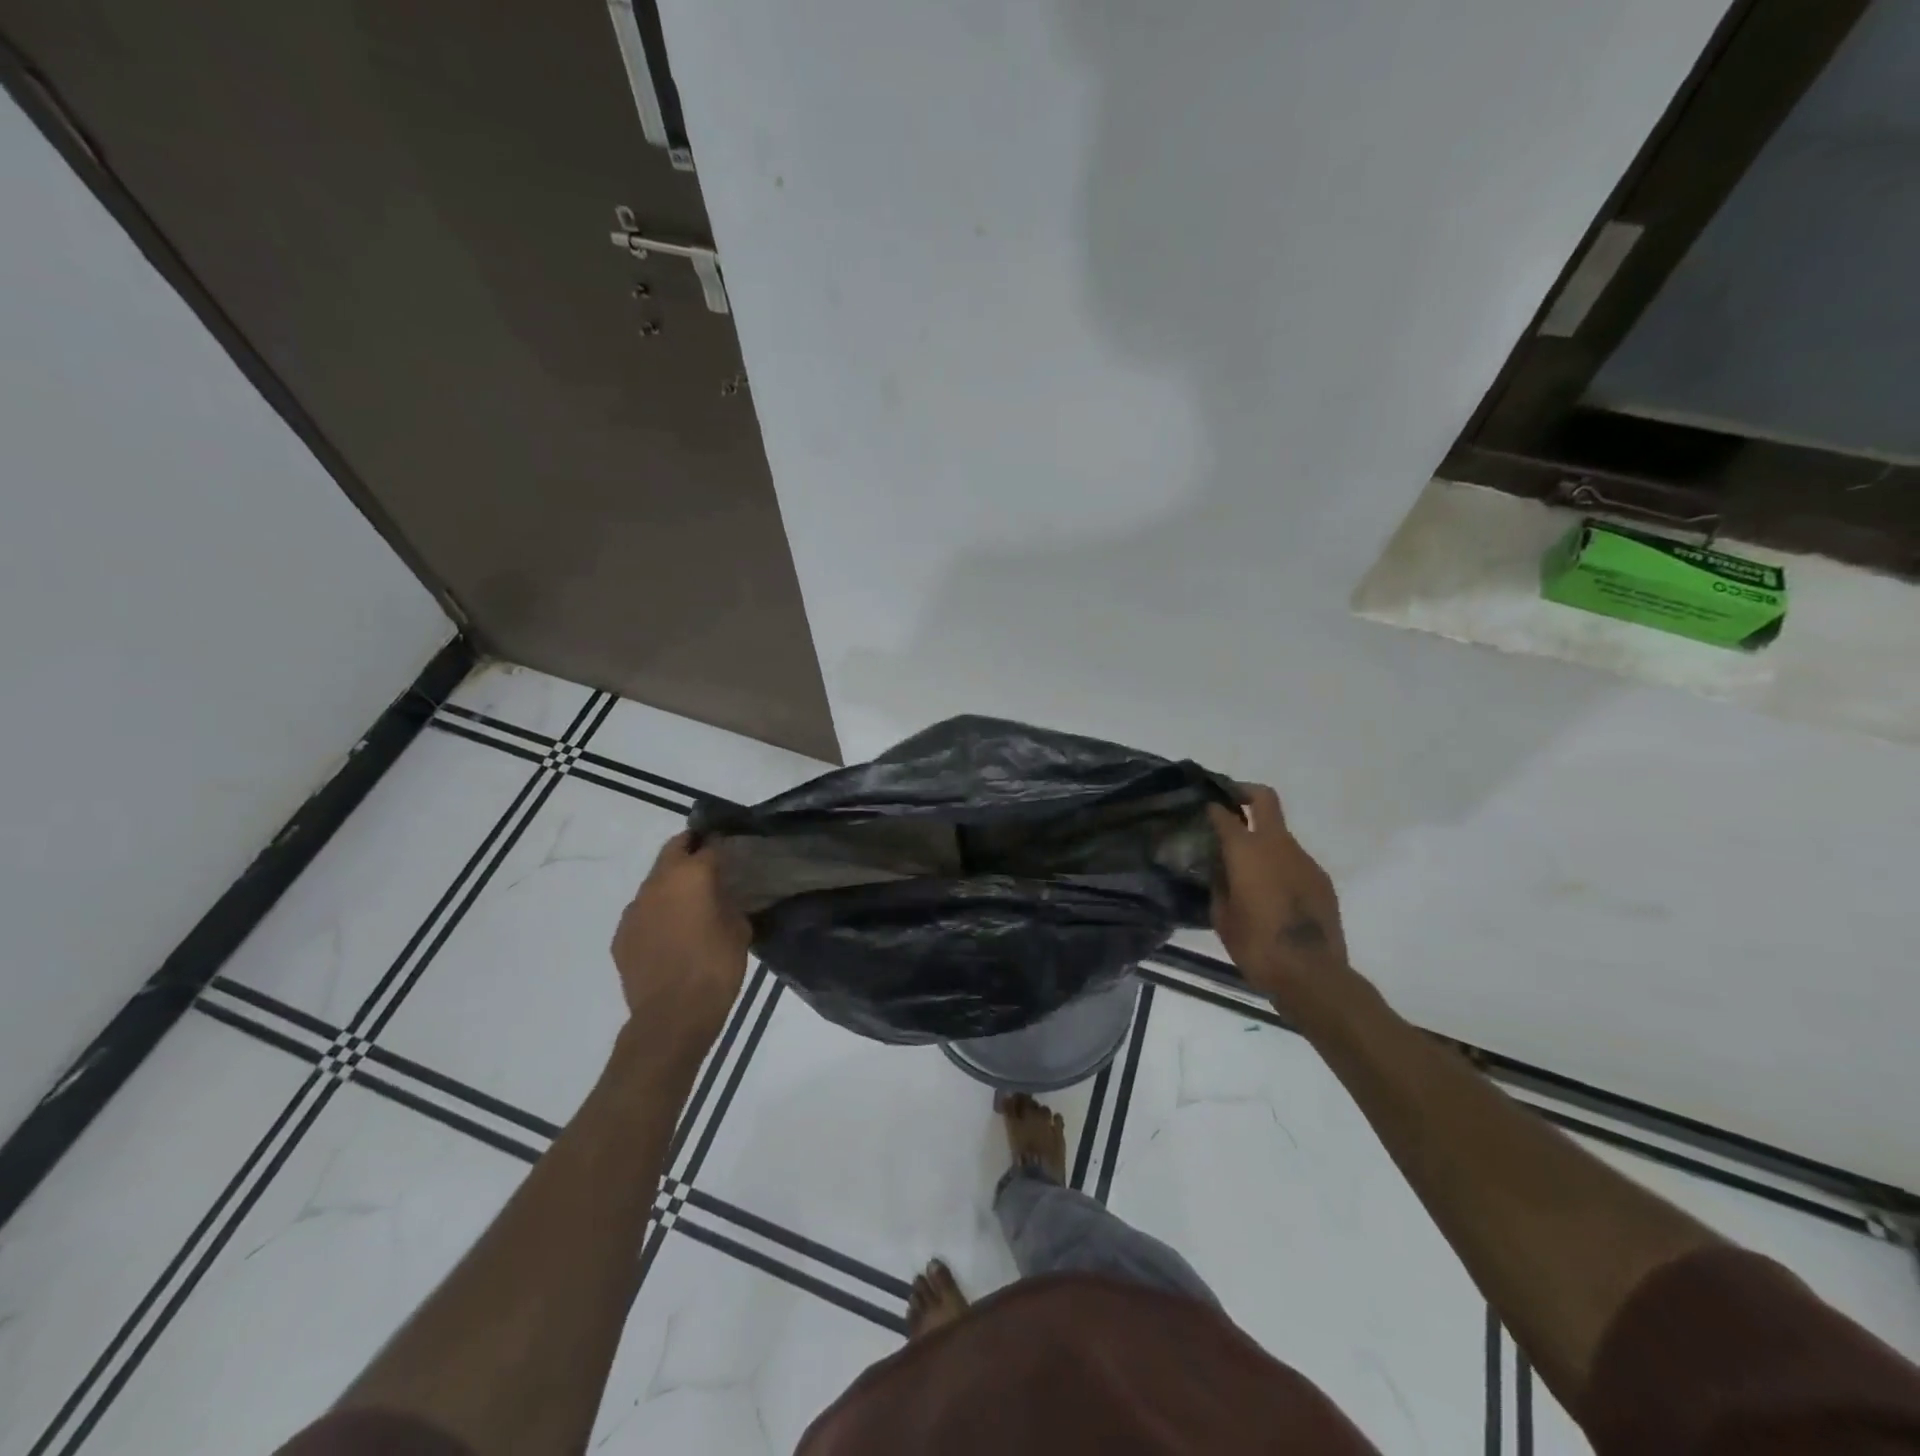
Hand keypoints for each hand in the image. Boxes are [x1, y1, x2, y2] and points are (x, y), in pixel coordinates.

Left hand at [611, 833, 750, 1058]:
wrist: (672, 1016)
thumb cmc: (715, 968)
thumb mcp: (739, 930)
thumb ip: (730, 903)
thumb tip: (723, 896)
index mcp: (691, 875)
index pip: (708, 846)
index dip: (721, 847)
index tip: (733, 853)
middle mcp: (657, 883)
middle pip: (673, 850)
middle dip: (690, 851)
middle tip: (709, 864)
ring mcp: (634, 908)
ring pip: (655, 881)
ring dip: (672, 884)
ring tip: (690, 904)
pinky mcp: (622, 934)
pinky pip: (643, 911)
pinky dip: (657, 912)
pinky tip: (671, 933)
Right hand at [1208, 786, 1348, 1014]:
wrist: (1312, 975)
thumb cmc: (1257, 946)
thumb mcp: (1222, 916)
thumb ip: (1219, 883)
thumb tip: (1219, 867)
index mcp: (1247, 851)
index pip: (1225, 814)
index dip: (1211, 807)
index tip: (1201, 808)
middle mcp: (1278, 845)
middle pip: (1265, 800)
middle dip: (1245, 793)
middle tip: (1228, 802)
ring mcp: (1305, 860)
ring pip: (1280, 834)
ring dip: (1262, 839)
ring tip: (1245, 867)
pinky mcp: (1321, 880)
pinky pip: (1294, 861)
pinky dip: (1279, 865)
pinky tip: (1270, 892)